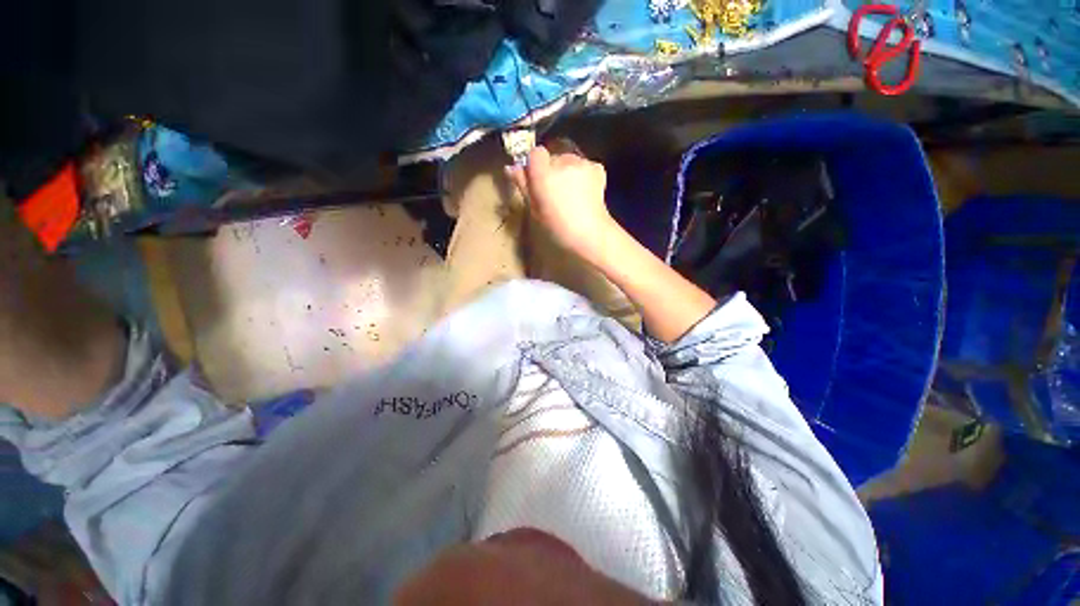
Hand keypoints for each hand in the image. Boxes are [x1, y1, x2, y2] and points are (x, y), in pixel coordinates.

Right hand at [507, 145, 615, 262]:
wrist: (591, 234)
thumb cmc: (558, 228)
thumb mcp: (535, 210)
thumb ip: (524, 185)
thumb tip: (511, 168)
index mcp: (544, 174)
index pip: (535, 153)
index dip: (535, 165)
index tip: (537, 180)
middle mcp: (562, 162)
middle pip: (553, 157)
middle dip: (552, 170)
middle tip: (555, 192)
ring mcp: (582, 163)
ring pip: (569, 160)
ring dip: (567, 172)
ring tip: (571, 194)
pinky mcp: (597, 167)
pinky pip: (585, 165)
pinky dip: (583, 174)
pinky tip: (585, 191)